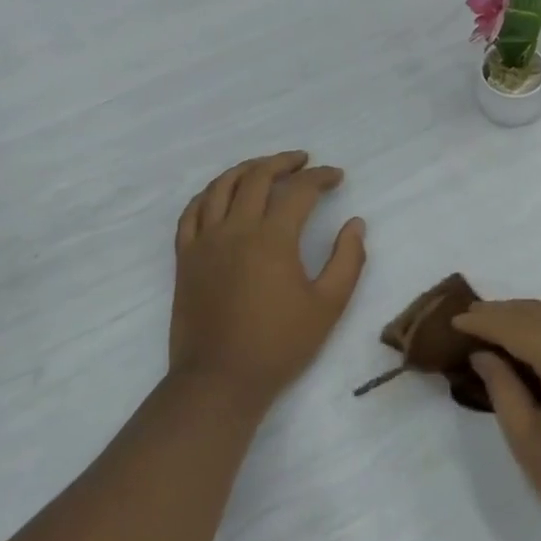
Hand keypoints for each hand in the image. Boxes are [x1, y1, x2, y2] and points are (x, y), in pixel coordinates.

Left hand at [170, 152, 366, 408]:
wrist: (220, 380)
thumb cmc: (280, 344)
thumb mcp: (329, 305)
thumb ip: (348, 260)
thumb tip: (355, 224)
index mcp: (273, 238)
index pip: (299, 190)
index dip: (321, 177)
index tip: (337, 176)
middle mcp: (235, 229)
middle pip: (257, 177)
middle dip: (284, 162)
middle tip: (304, 161)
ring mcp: (204, 241)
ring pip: (221, 187)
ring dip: (246, 169)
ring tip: (265, 167)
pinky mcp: (185, 257)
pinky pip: (191, 212)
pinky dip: (209, 194)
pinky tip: (221, 194)